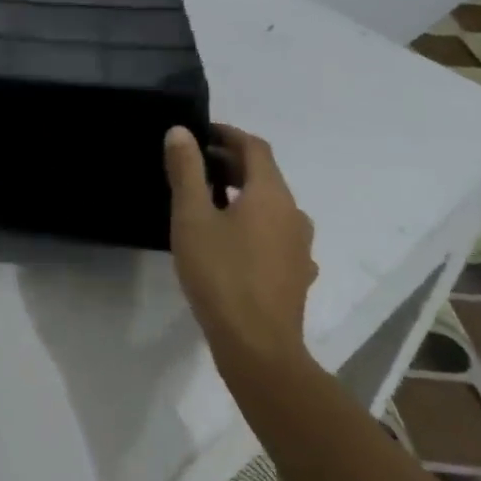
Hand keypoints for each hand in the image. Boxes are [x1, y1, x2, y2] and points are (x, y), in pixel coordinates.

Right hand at [166, 124, 316, 369]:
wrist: (258, 349)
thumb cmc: (221, 274)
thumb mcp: (192, 217)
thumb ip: (186, 171)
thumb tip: (181, 132)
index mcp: (271, 194)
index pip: (254, 147)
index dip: (227, 134)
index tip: (199, 133)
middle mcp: (293, 214)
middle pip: (265, 175)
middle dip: (231, 163)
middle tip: (195, 165)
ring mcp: (299, 247)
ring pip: (271, 205)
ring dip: (242, 193)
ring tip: (208, 201)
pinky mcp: (296, 274)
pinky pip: (275, 233)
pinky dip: (253, 223)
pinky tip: (231, 241)